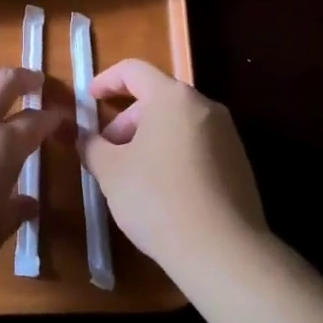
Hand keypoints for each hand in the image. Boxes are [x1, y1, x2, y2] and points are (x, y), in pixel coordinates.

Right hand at [80, 60, 265, 276]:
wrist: (224, 252)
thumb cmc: (158, 199)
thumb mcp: (111, 171)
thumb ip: (92, 145)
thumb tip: (83, 136)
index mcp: (172, 97)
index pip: (134, 70)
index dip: (106, 80)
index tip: (89, 99)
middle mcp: (204, 106)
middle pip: (157, 98)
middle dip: (126, 120)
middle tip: (107, 151)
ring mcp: (227, 135)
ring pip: (177, 124)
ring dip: (149, 139)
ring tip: (131, 174)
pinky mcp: (239, 164)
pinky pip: (197, 146)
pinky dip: (173, 155)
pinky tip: (161, 191)